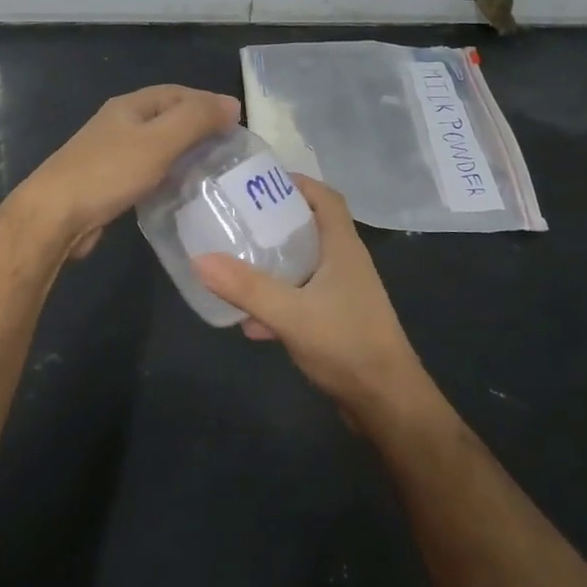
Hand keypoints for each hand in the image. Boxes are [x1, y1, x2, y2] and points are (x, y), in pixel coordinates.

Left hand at [20, 85, 240, 258]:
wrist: (54, 215)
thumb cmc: (108, 172)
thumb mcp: (159, 141)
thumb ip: (195, 119)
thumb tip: (230, 104)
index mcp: (130, 106)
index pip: (178, 93)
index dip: (208, 102)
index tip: (238, 121)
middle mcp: (120, 124)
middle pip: (167, 117)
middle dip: (198, 127)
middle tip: (230, 147)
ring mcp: (111, 154)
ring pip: (158, 145)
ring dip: (185, 152)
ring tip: (213, 168)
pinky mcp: (108, 182)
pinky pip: (148, 170)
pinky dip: (169, 174)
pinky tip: (182, 189)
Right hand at [192, 177, 429, 425]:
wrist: (386, 403)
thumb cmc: (346, 345)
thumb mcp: (291, 313)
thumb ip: (247, 287)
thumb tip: (200, 258)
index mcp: (344, 248)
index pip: (326, 198)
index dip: (298, 183)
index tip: (260, 182)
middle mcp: (346, 264)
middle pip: (311, 228)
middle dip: (276, 222)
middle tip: (238, 219)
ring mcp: (343, 294)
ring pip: (305, 266)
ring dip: (275, 264)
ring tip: (236, 263)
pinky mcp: (337, 322)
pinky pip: (303, 299)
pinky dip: (278, 303)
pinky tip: (250, 323)